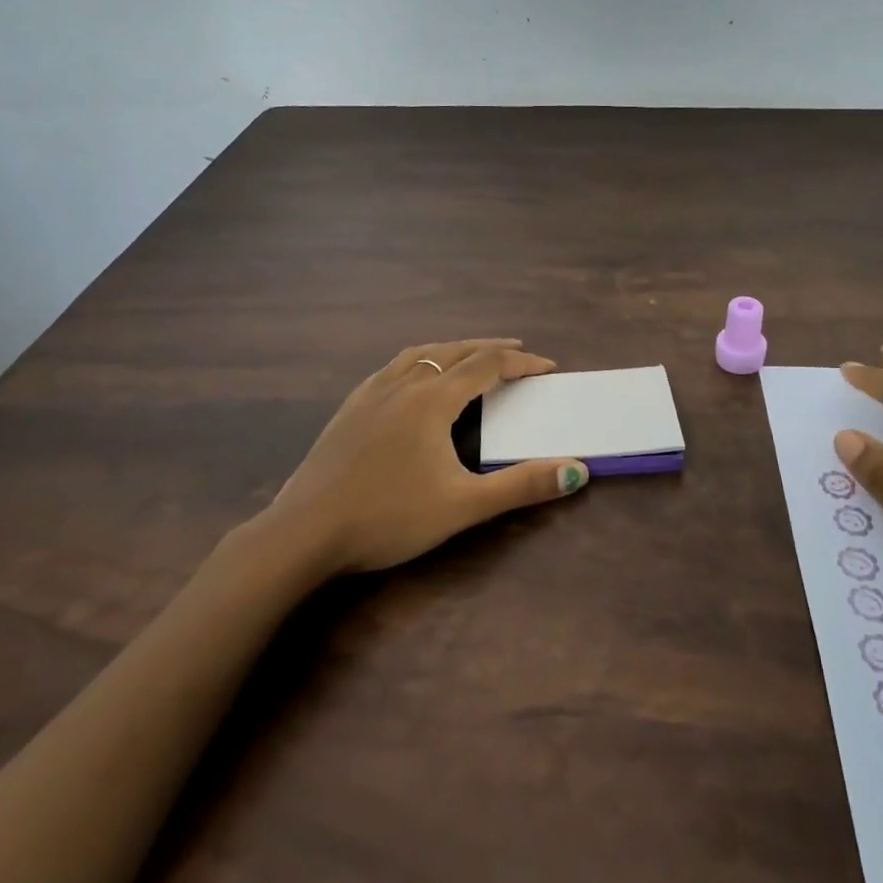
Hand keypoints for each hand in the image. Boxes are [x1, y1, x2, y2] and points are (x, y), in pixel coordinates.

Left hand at [255, 339, 589, 575]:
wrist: (304, 533)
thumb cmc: (389, 517)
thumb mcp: (463, 505)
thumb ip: (522, 486)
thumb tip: (577, 470)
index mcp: (433, 400)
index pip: (487, 366)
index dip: (521, 364)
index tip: (548, 367)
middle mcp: (403, 385)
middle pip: (454, 351)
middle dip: (490, 349)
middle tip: (517, 353)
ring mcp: (370, 394)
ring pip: (419, 355)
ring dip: (452, 349)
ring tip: (468, 355)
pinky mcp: (348, 409)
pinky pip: (391, 368)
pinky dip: (417, 362)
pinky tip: (411, 379)